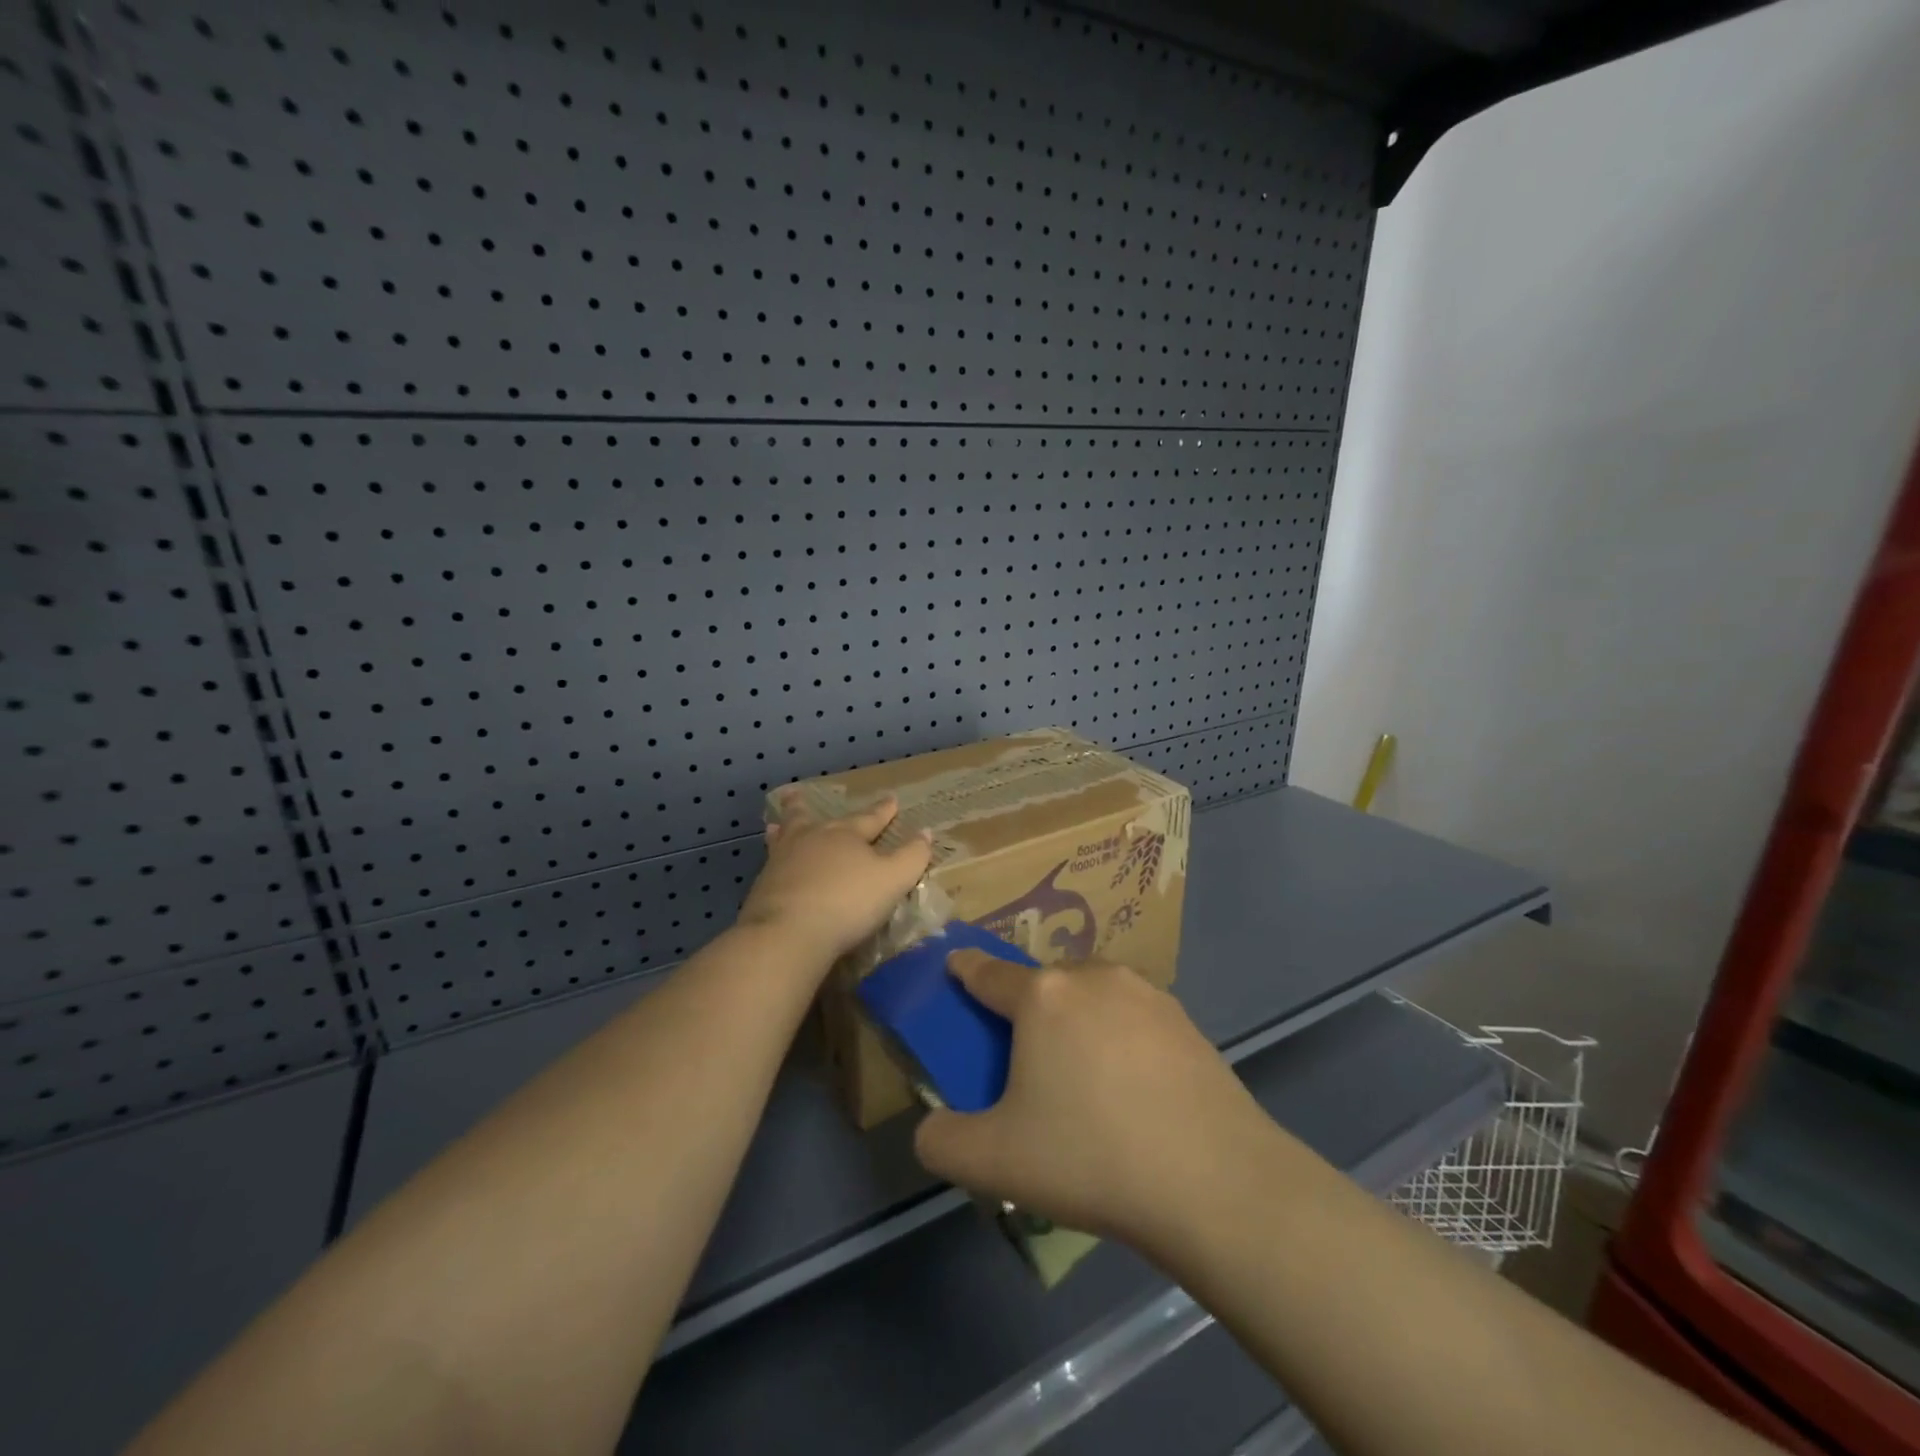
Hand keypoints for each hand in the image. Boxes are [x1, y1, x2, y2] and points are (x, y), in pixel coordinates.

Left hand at [736, 792, 933, 964]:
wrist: (788, 932)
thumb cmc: (848, 902)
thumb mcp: (893, 880)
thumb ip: (912, 856)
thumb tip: (925, 832)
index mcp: (845, 835)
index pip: (869, 818)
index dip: (883, 810)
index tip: (891, 798)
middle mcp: (811, 839)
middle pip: (811, 818)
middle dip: (810, 806)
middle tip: (799, 793)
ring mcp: (782, 860)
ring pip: (784, 837)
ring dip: (783, 828)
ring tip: (775, 825)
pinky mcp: (763, 885)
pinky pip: (771, 863)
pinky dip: (773, 858)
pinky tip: (771, 864)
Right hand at [913, 952, 1275, 1253]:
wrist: (1215, 1180)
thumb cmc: (1091, 1157)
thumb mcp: (994, 1162)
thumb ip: (942, 1141)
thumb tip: (931, 1128)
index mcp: (1041, 997)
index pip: (988, 973)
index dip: (966, 968)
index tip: (955, 963)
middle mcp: (1091, 978)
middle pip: (1043, 984)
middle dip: (1027, 1007)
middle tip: (1027, 1059)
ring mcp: (1144, 993)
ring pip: (1091, 994)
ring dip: (1077, 1019)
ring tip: (1084, 1077)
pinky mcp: (1185, 1019)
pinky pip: (1132, 1016)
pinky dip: (1119, 1036)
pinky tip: (1131, 1087)